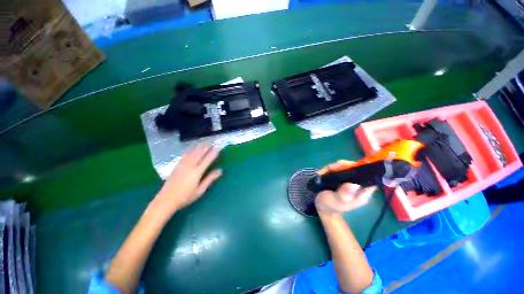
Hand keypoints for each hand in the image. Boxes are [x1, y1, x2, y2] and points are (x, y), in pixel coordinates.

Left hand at [153, 144, 221, 216]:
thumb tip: (220, 171)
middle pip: (199, 153)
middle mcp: (190, 166)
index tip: (218, 147)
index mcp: (197, 172)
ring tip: (204, 142)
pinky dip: (190, 150)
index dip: (213, 153)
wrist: (166, 200)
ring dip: (199, 146)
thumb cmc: (185, 197)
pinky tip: (192, 148)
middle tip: (212, 142)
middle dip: (206, 147)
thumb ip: (210, 179)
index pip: (207, 159)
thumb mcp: (200, 190)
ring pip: (192, 152)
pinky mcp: (177, 166)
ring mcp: (182, 165)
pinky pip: (185, 155)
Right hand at [315, 160, 376, 215]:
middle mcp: (358, 186)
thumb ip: (344, 195)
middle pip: (356, 169)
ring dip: (334, 167)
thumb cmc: (328, 206)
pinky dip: (330, 169)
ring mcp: (350, 181)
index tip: (347, 167)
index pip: (369, 178)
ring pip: (346, 167)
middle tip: (330, 169)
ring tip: (323, 172)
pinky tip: (322, 173)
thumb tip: (354, 184)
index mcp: (361, 194)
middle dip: (343, 166)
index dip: (361, 169)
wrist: (321, 207)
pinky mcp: (342, 178)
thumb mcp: (335, 202)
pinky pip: (338, 168)